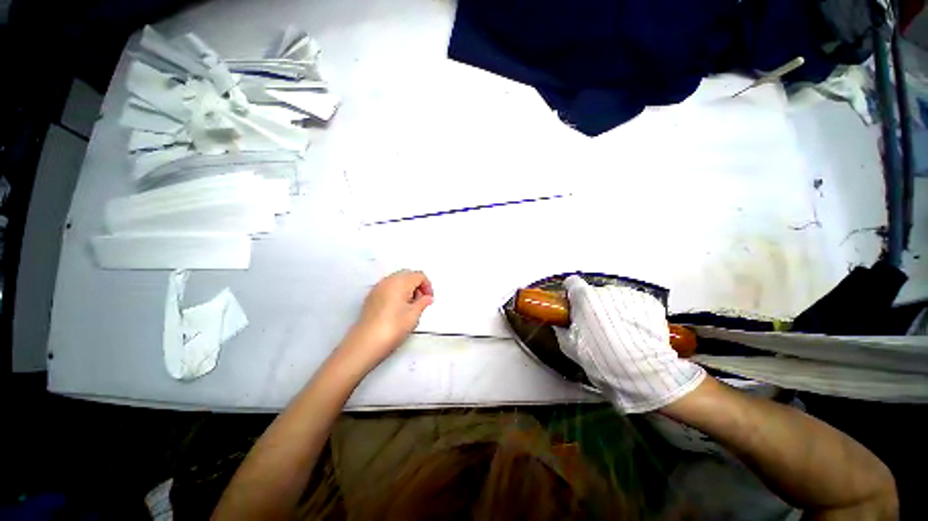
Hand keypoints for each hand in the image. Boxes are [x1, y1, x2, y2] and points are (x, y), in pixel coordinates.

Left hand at [340, 270, 433, 372]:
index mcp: (400, 282)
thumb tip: (427, 298)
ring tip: (410, 306)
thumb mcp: (414, 315)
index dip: (427, 285)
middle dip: (417, 285)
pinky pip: (388, 287)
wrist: (366, 343)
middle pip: (407, 274)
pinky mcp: (371, 297)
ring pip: (397, 280)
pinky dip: (396, 292)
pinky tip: (398, 308)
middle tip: (422, 300)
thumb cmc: (391, 328)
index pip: (419, 275)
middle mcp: (387, 281)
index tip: (429, 298)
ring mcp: (378, 288)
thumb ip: (423, 302)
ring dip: (407, 288)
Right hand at [555, 275, 704, 412]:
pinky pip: (634, 304)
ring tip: (620, 332)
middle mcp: (606, 290)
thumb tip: (562, 322)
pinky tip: (635, 332)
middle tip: (598, 326)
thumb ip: (562, 328)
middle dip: (594, 305)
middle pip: (595, 292)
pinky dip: (632, 314)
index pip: (573, 283)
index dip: (571, 293)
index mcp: (584, 297)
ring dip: (614, 309)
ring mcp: (629, 294)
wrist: (641, 371)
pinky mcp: (650, 302)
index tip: (573, 304)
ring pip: (615, 298)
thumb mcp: (569, 345)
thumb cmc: (598, 358)